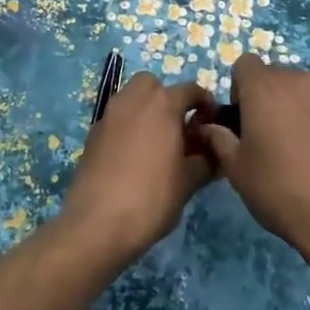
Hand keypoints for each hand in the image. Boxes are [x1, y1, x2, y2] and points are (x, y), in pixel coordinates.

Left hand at [60, 73, 216, 263]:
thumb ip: (206, 161)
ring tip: (157, 142)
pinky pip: (116, 119)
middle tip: (178, 127)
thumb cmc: (151, 198)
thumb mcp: (188, 182)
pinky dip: (127, 126)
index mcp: (162, 104)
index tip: (212, 121)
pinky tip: (133, 157)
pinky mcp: (92, 134)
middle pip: (152, 84)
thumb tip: (217, 153)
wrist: (96, 224)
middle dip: (167, 97)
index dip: (205, 103)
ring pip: (130, 98)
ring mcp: (109, 115)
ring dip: (145, 110)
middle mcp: (133, 100)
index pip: (190, 90)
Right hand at [199, 56, 309, 261]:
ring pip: (303, 91)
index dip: (239, 88)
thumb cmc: (278, 189)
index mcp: (265, 87)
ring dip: (294, 108)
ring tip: (297, 148)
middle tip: (266, 136)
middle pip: (275, 76)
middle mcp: (298, 80)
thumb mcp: (236, 169)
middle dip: (267, 97)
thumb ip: (219, 139)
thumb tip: (210, 128)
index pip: (245, 64)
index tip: (242, 119)